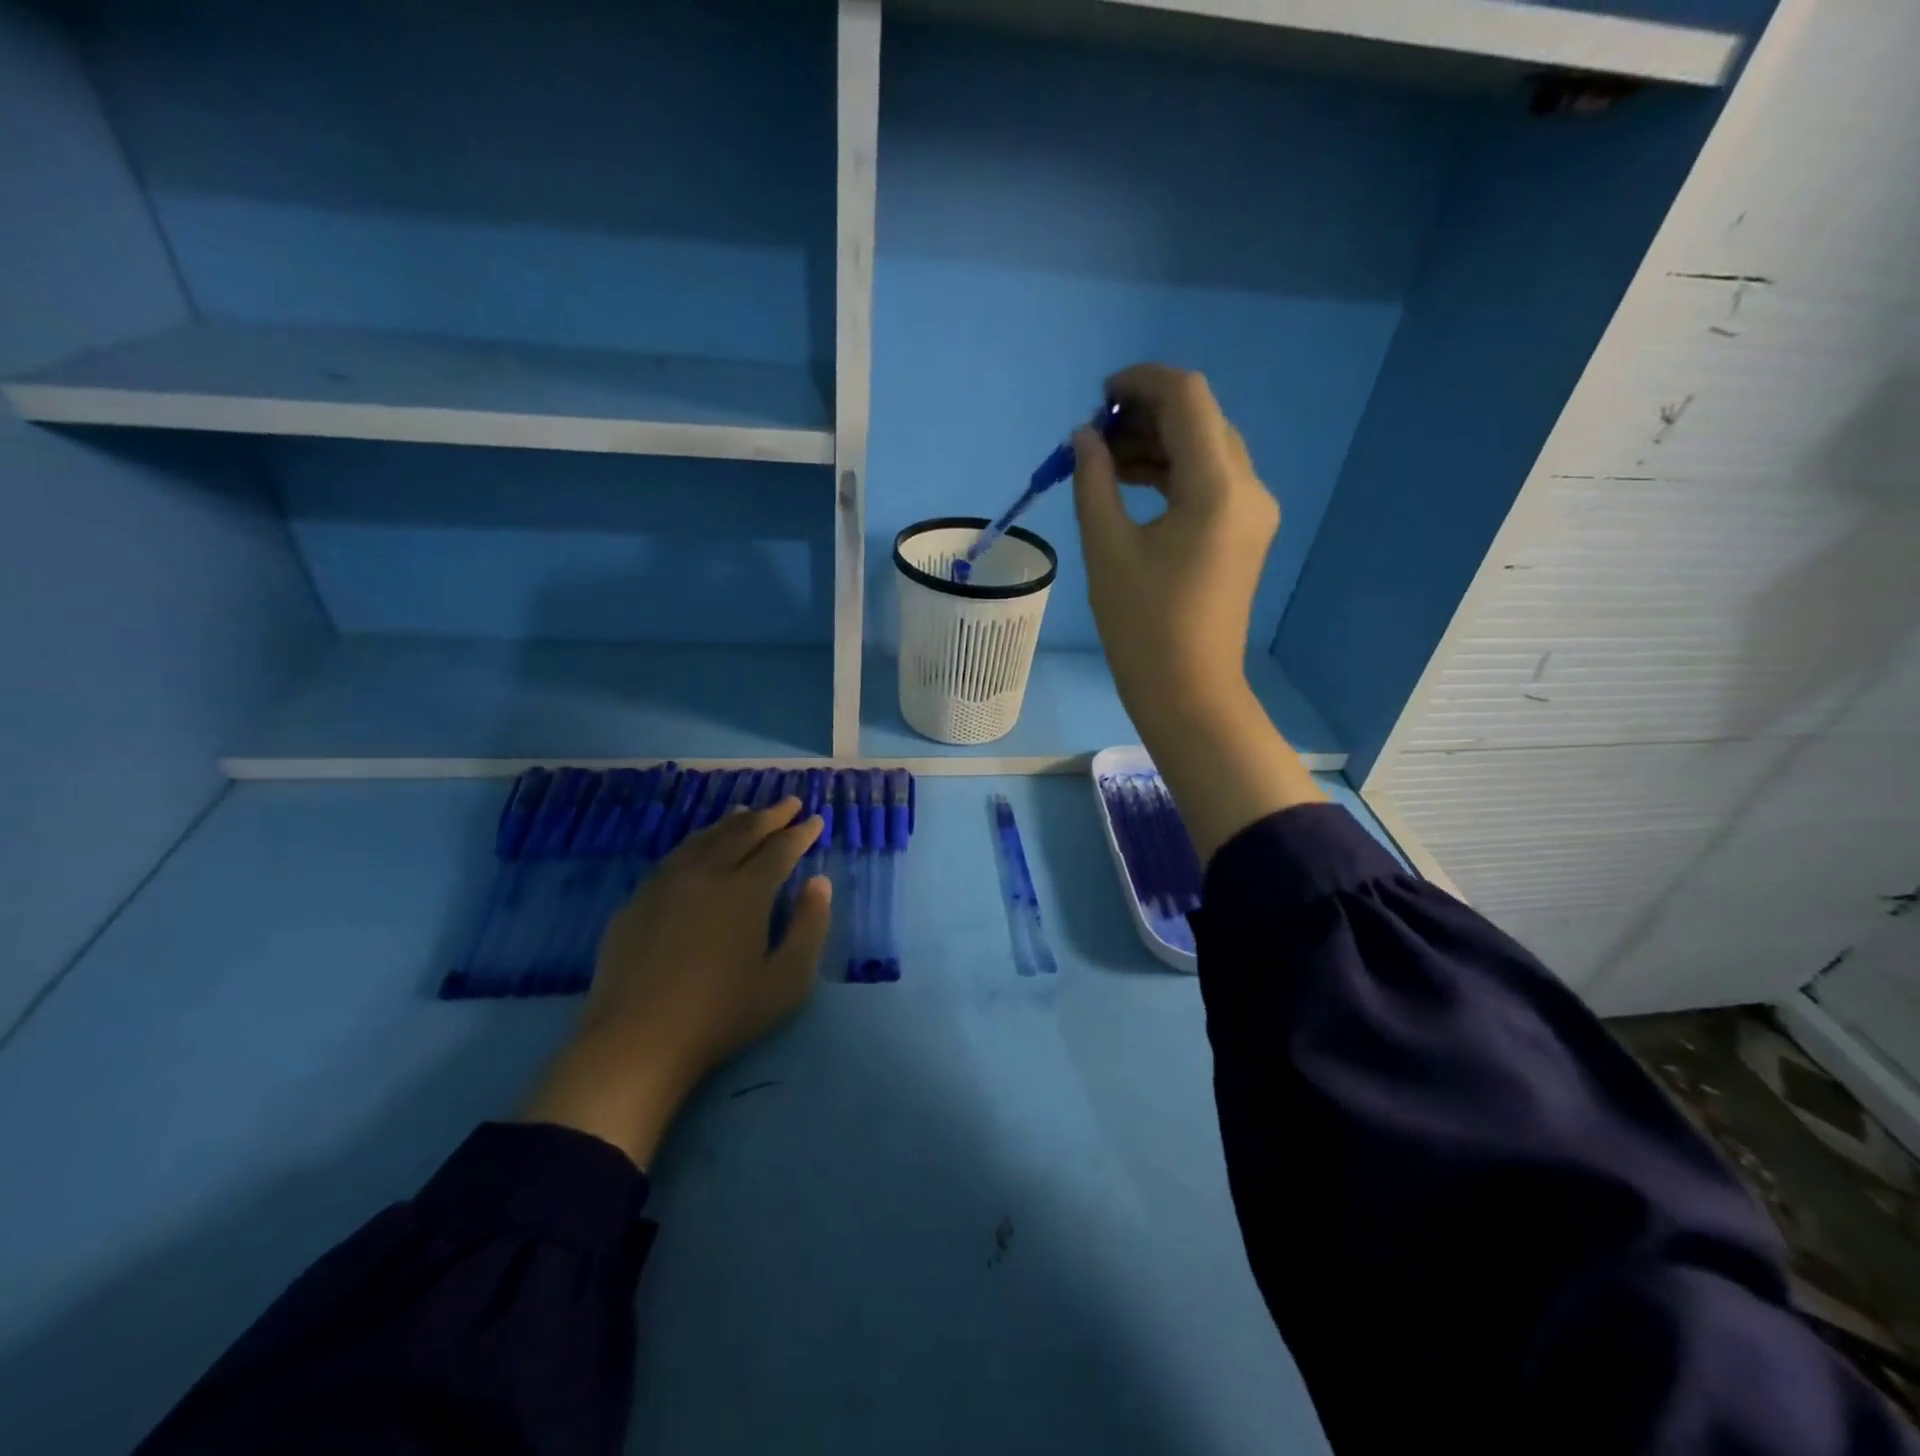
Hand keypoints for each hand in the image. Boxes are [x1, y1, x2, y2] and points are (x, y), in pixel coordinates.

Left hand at [520, 798, 830, 1166]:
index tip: (816, 820)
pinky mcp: (638, 898)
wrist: (637, 1040)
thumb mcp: (786, 980)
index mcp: (746, 891)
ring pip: (706, 837)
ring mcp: (667, 882)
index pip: (780, 849)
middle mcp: (707, 873)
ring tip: (748, 811)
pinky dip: (699, 840)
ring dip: (733, 821)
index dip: (801, 833)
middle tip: (790, 802)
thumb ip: (810, 926)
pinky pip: (676, 855)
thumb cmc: (722, 1014)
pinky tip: (700, 847)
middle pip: (743, 832)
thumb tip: (819, 883)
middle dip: (772, 815)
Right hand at [1073, 364, 1321, 860]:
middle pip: (1202, 420)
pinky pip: (1211, 483)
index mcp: (1217, 487)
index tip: (1100, 395)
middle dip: (1148, 414)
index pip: (1188, 399)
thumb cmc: (1142, 626)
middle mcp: (1248, 489)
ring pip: (1207, 451)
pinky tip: (1132, 484)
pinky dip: (1173, 473)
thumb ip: (1094, 481)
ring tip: (1104, 460)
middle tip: (1096, 434)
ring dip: (1159, 444)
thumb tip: (1085, 438)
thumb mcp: (1107, 549)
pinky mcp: (1245, 535)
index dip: (1142, 382)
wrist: (1189, 692)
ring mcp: (1253, 513)